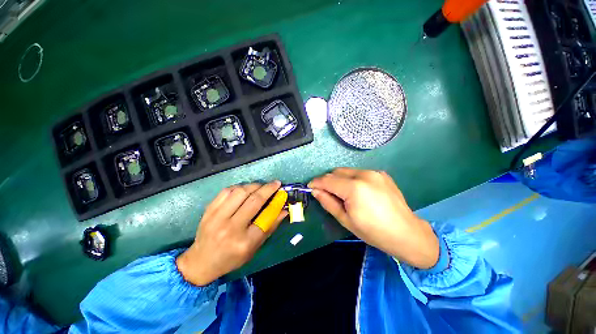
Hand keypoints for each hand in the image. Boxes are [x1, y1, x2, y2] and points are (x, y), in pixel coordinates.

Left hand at [176, 181, 286, 285]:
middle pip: (253, 201)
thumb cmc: (231, 258)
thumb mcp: (254, 248)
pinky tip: (245, 189)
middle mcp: (230, 228)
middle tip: (275, 184)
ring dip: (254, 186)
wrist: (201, 261)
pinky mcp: (209, 210)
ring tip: (260, 186)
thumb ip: (270, 227)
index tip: (282, 192)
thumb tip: (283, 210)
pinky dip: (239, 187)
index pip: (265, 217)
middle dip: (267, 188)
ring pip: (240, 192)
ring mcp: (217, 218)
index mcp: (244, 242)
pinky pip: (226, 191)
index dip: (276, 202)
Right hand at [308, 168, 438, 268]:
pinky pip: (359, 173)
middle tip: (326, 193)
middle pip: (336, 172)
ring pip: (347, 171)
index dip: (316, 183)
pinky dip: (352, 179)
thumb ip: (328, 202)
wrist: (407, 233)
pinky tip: (358, 192)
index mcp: (354, 188)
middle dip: (327, 181)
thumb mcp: (346, 220)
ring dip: (339, 179)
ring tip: (342, 193)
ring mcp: (374, 172)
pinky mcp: (381, 174)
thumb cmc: (373, 231)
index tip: (310, 187)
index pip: (328, 180)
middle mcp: (364, 175)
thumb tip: (315, 191)